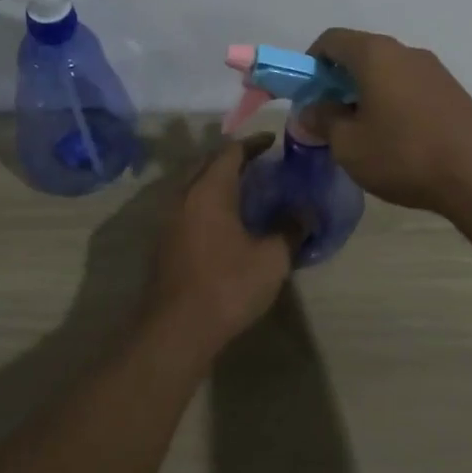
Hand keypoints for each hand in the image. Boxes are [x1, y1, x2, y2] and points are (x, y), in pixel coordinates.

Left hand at [145, 135, 294, 353]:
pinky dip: (208, 203)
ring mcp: (169, 220)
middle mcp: (184, 196)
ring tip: (246, 191)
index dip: (254, 143)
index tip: (274, 141)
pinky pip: (189, 208)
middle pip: (207, 164)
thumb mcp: (271, 259)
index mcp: (209, 190)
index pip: (231, 151)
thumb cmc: (227, 286)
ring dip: (218, 181)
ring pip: (195, 187)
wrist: (176, 331)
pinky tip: (226, 222)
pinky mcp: (165, 243)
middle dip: (233, 159)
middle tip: (261, 163)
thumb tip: (306, 211)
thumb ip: (291, 229)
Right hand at [304, 28, 471, 213]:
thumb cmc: (403, 154)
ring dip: (366, 93)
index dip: (310, 63)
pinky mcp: (452, 91)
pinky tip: (395, 138)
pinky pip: (409, 86)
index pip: (331, 40)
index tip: (306, 94)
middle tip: (329, 118)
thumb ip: (324, 121)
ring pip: (387, 72)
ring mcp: (433, 70)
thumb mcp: (349, 145)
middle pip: (360, 54)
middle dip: (337, 81)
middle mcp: (405, 52)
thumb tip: (311, 111)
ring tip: (362, 133)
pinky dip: (392, 102)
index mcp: (375, 54)